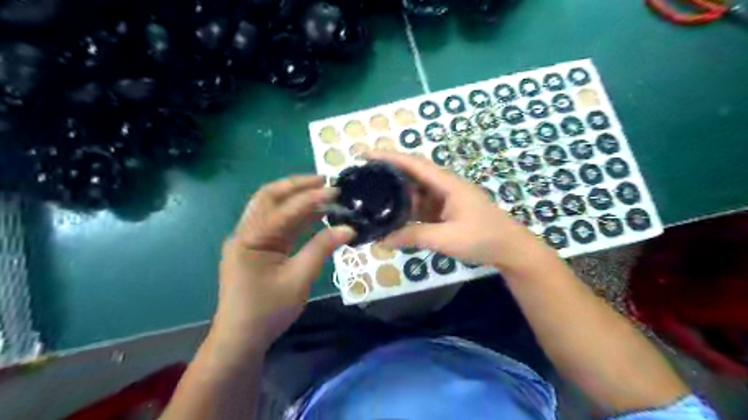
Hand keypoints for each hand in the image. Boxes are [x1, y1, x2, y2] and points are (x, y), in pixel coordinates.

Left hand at [209, 174, 352, 353]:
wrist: (241, 339)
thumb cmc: (267, 311)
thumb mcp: (299, 279)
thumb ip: (322, 249)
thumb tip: (349, 228)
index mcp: (250, 239)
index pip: (284, 210)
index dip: (311, 198)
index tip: (336, 191)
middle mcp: (245, 232)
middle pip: (268, 197)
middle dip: (296, 185)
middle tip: (324, 181)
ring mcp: (249, 239)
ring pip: (271, 207)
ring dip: (295, 198)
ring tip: (322, 192)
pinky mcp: (257, 248)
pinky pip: (276, 223)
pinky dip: (294, 215)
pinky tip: (313, 214)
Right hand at [371, 151, 550, 272]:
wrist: (510, 249)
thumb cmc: (483, 238)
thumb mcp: (446, 238)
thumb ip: (413, 236)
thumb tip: (381, 240)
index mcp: (447, 184)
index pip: (413, 164)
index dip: (389, 157)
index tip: (365, 154)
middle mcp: (443, 186)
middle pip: (411, 175)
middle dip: (387, 174)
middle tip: (361, 179)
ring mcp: (444, 199)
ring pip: (414, 192)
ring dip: (395, 195)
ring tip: (370, 198)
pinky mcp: (444, 212)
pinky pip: (420, 207)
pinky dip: (405, 210)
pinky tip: (391, 216)